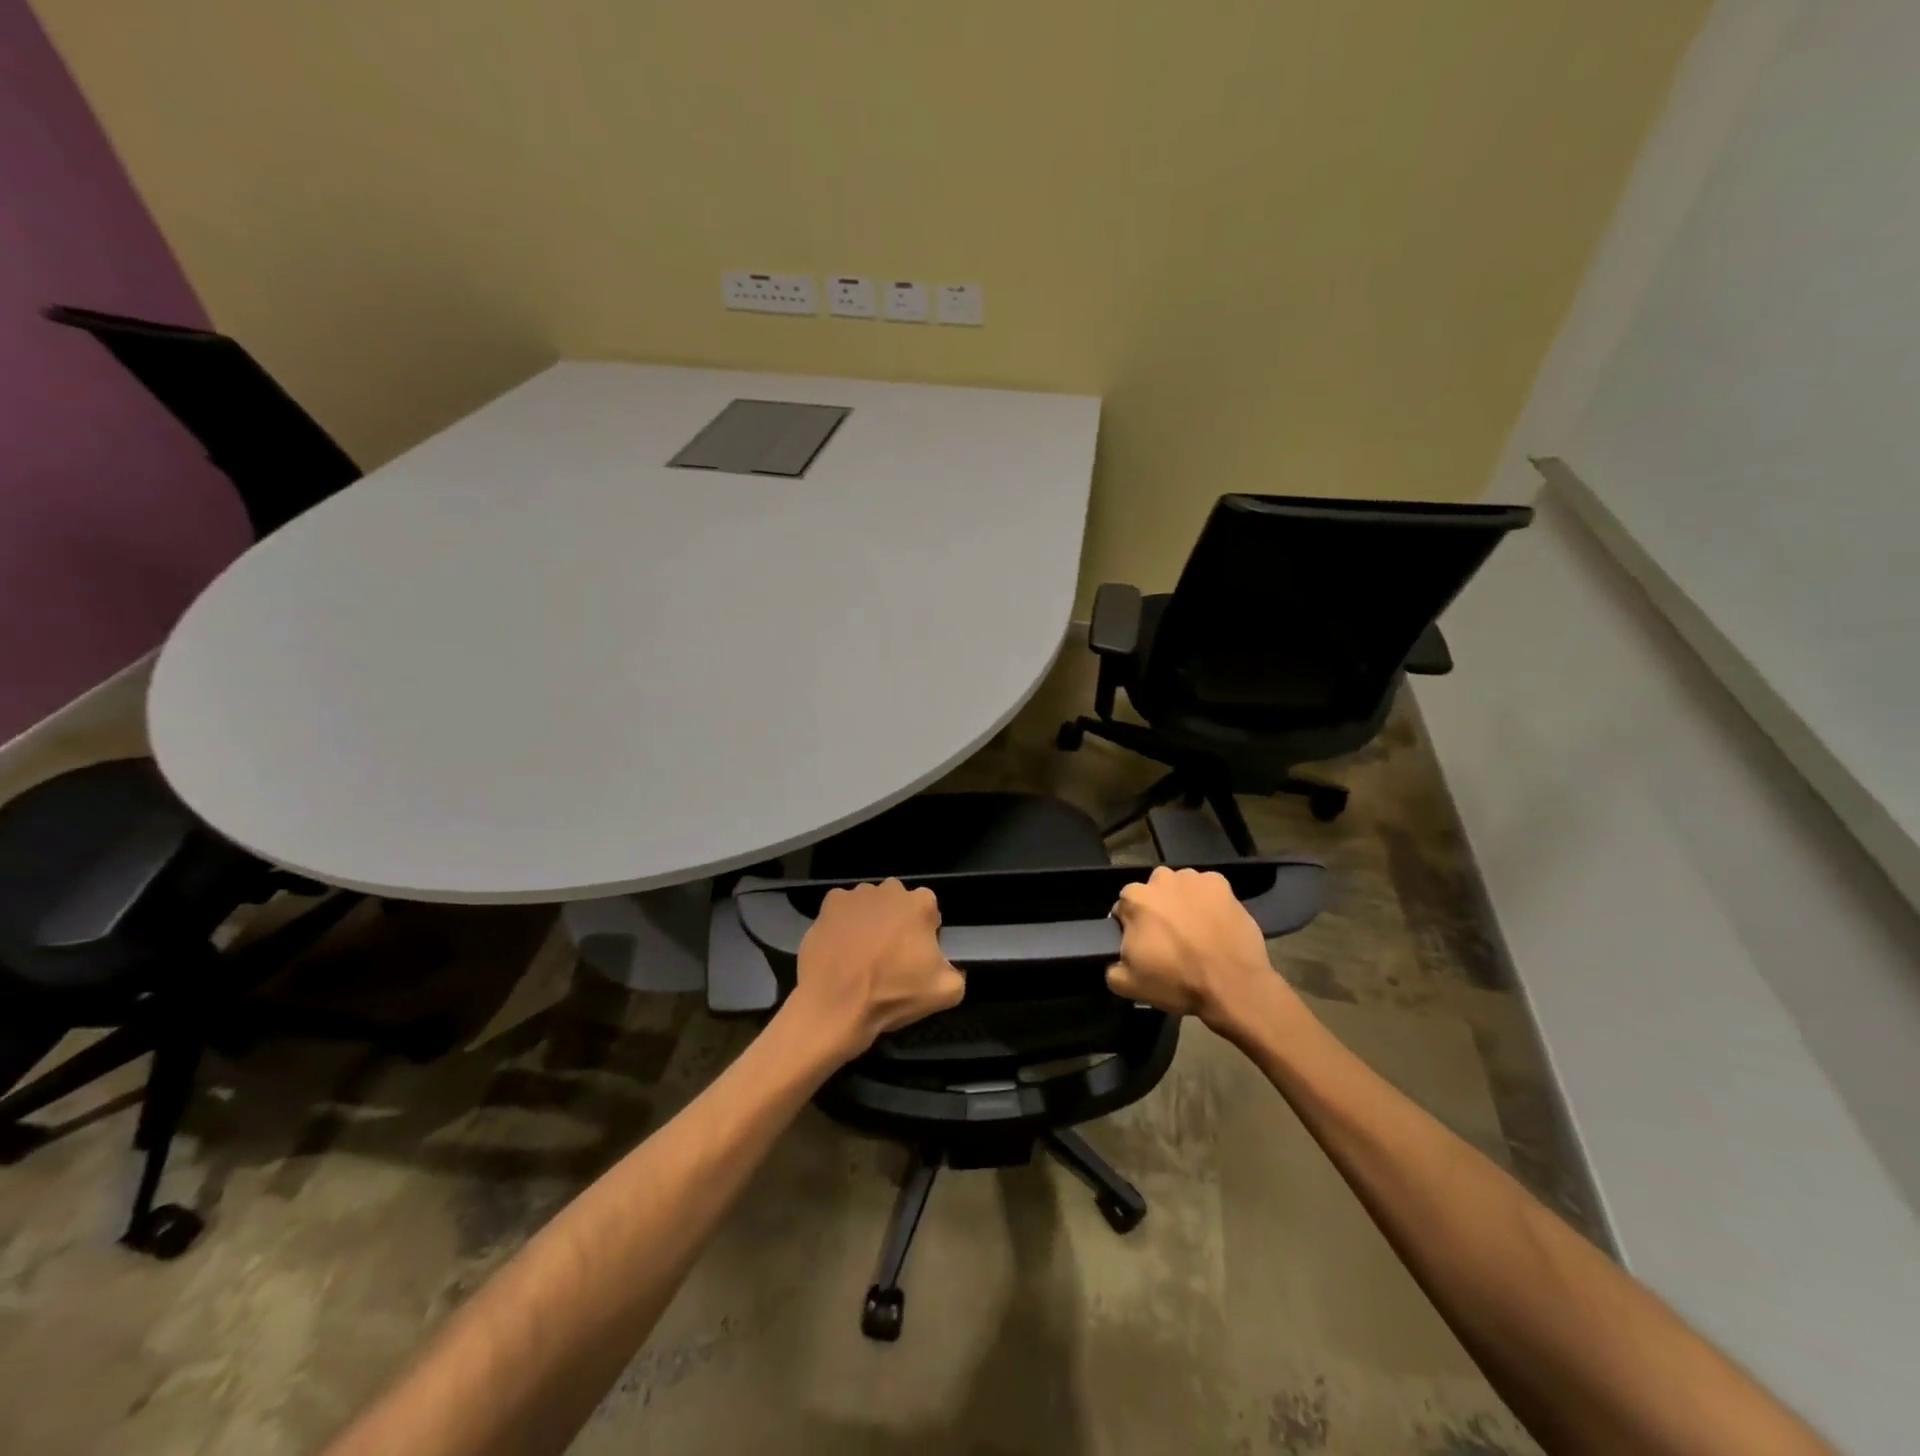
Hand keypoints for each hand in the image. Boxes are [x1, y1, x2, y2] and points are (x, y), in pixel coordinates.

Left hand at [786, 880, 965, 1061]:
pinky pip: (842, 909)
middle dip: (897, 922)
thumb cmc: (892, 994)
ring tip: (862, 953)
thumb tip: (945, 966)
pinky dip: (843, 922)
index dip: (925, 933)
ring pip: (870, 904)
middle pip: (899, 903)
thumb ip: (955, 971)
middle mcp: (889, 890)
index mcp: (920, 904)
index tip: (916, 956)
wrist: (835, 1006)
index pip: (930, 911)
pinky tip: (841, 947)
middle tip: (889, 955)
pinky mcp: (828, 905)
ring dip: (870, 920)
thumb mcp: (945, 993)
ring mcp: (856, 895)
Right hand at [1107, 866, 1295, 1035]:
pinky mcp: (1221, 883)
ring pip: (1180, 888)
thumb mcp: (1129, 985)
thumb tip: (1116, 959)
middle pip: (1152, 893)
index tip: (1145, 946)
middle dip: (1157, 910)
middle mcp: (1161, 879)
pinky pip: (1207, 890)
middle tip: (1170, 939)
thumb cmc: (1178, 982)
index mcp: (1134, 899)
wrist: (1233, 986)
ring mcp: (1194, 878)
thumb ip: (1111, 967)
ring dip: (1182, 903)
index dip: (1133, 928)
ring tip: (1196, 931)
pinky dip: (1208, 902)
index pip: (1124, 908)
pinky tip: (1215, 924)